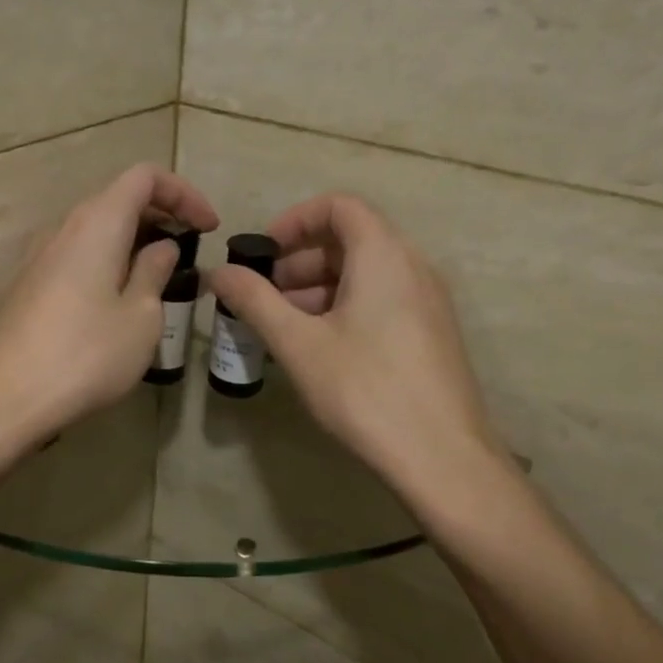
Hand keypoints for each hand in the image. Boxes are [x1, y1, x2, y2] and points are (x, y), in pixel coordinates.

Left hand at [0, 163, 218, 447]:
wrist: (5, 398)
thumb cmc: (85, 355)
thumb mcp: (141, 317)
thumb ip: (154, 272)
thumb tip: (161, 247)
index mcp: (97, 223)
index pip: (144, 177)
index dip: (183, 193)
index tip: (208, 228)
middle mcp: (63, 228)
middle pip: (118, 199)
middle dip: (161, 215)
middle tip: (190, 250)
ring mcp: (39, 257)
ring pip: (95, 229)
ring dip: (133, 241)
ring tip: (159, 277)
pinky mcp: (28, 285)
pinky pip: (76, 255)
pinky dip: (107, 261)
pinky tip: (119, 300)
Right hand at [206, 193, 514, 498]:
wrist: (441, 456)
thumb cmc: (364, 390)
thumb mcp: (298, 344)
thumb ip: (255, 301)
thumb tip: (220, 272)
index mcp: (383, 255)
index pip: (339, 206)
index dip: (294, 220)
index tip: (263, 254)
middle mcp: (412, 267)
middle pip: (351, 240)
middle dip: (299, 261)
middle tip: (263, 296)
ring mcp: (427, 302)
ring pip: (365, 274)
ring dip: (318, 288)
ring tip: (282, 327)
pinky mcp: (430, 333)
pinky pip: (381, 300)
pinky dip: (344, 308)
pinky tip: (317, 349)